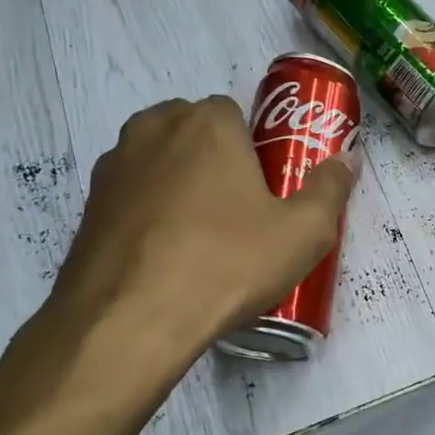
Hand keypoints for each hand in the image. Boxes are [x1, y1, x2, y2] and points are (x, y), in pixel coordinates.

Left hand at [39, 95, 359, 362]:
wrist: (128, 322)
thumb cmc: (226, 264)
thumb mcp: (303, 233)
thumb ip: (330, 188)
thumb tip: (347, 159)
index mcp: (206, 123)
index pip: (235, 112)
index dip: (254, 149)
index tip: (264, 190)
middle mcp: (152, 129)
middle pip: (194, 132)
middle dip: (215, 160)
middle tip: (238, 213)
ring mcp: (113, 167)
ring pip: (159, 162)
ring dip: (180, 184)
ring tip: (200, 239)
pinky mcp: (87, 206)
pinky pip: (132, 196)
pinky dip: (149, 213)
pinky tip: (165, 257)